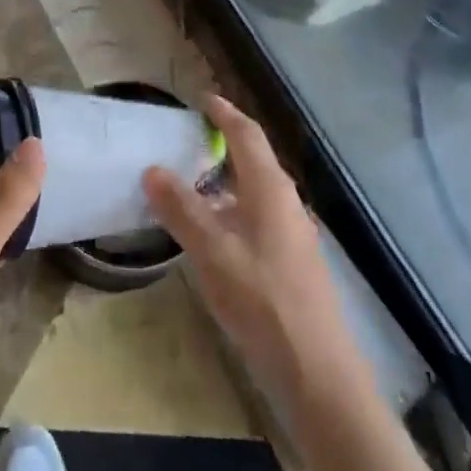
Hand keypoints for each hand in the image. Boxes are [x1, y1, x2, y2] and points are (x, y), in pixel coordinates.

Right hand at [144, 95, 358, 397]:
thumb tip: (153, 169)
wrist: (316, 370)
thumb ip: (181, 208)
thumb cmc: (262, 299)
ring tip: (191, 184)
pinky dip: (232, 209)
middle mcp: (286, 201)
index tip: (201, 99)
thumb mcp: (212, 251)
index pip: (246, 133)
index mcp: (270, 187)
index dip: (224, 113)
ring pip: (255, 191)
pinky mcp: (293, 261)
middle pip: (254, 159)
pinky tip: (212, 232)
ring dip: (225, 180)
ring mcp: (293, 232)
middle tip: (187, 139)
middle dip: (223, 144)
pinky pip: (258, 216)